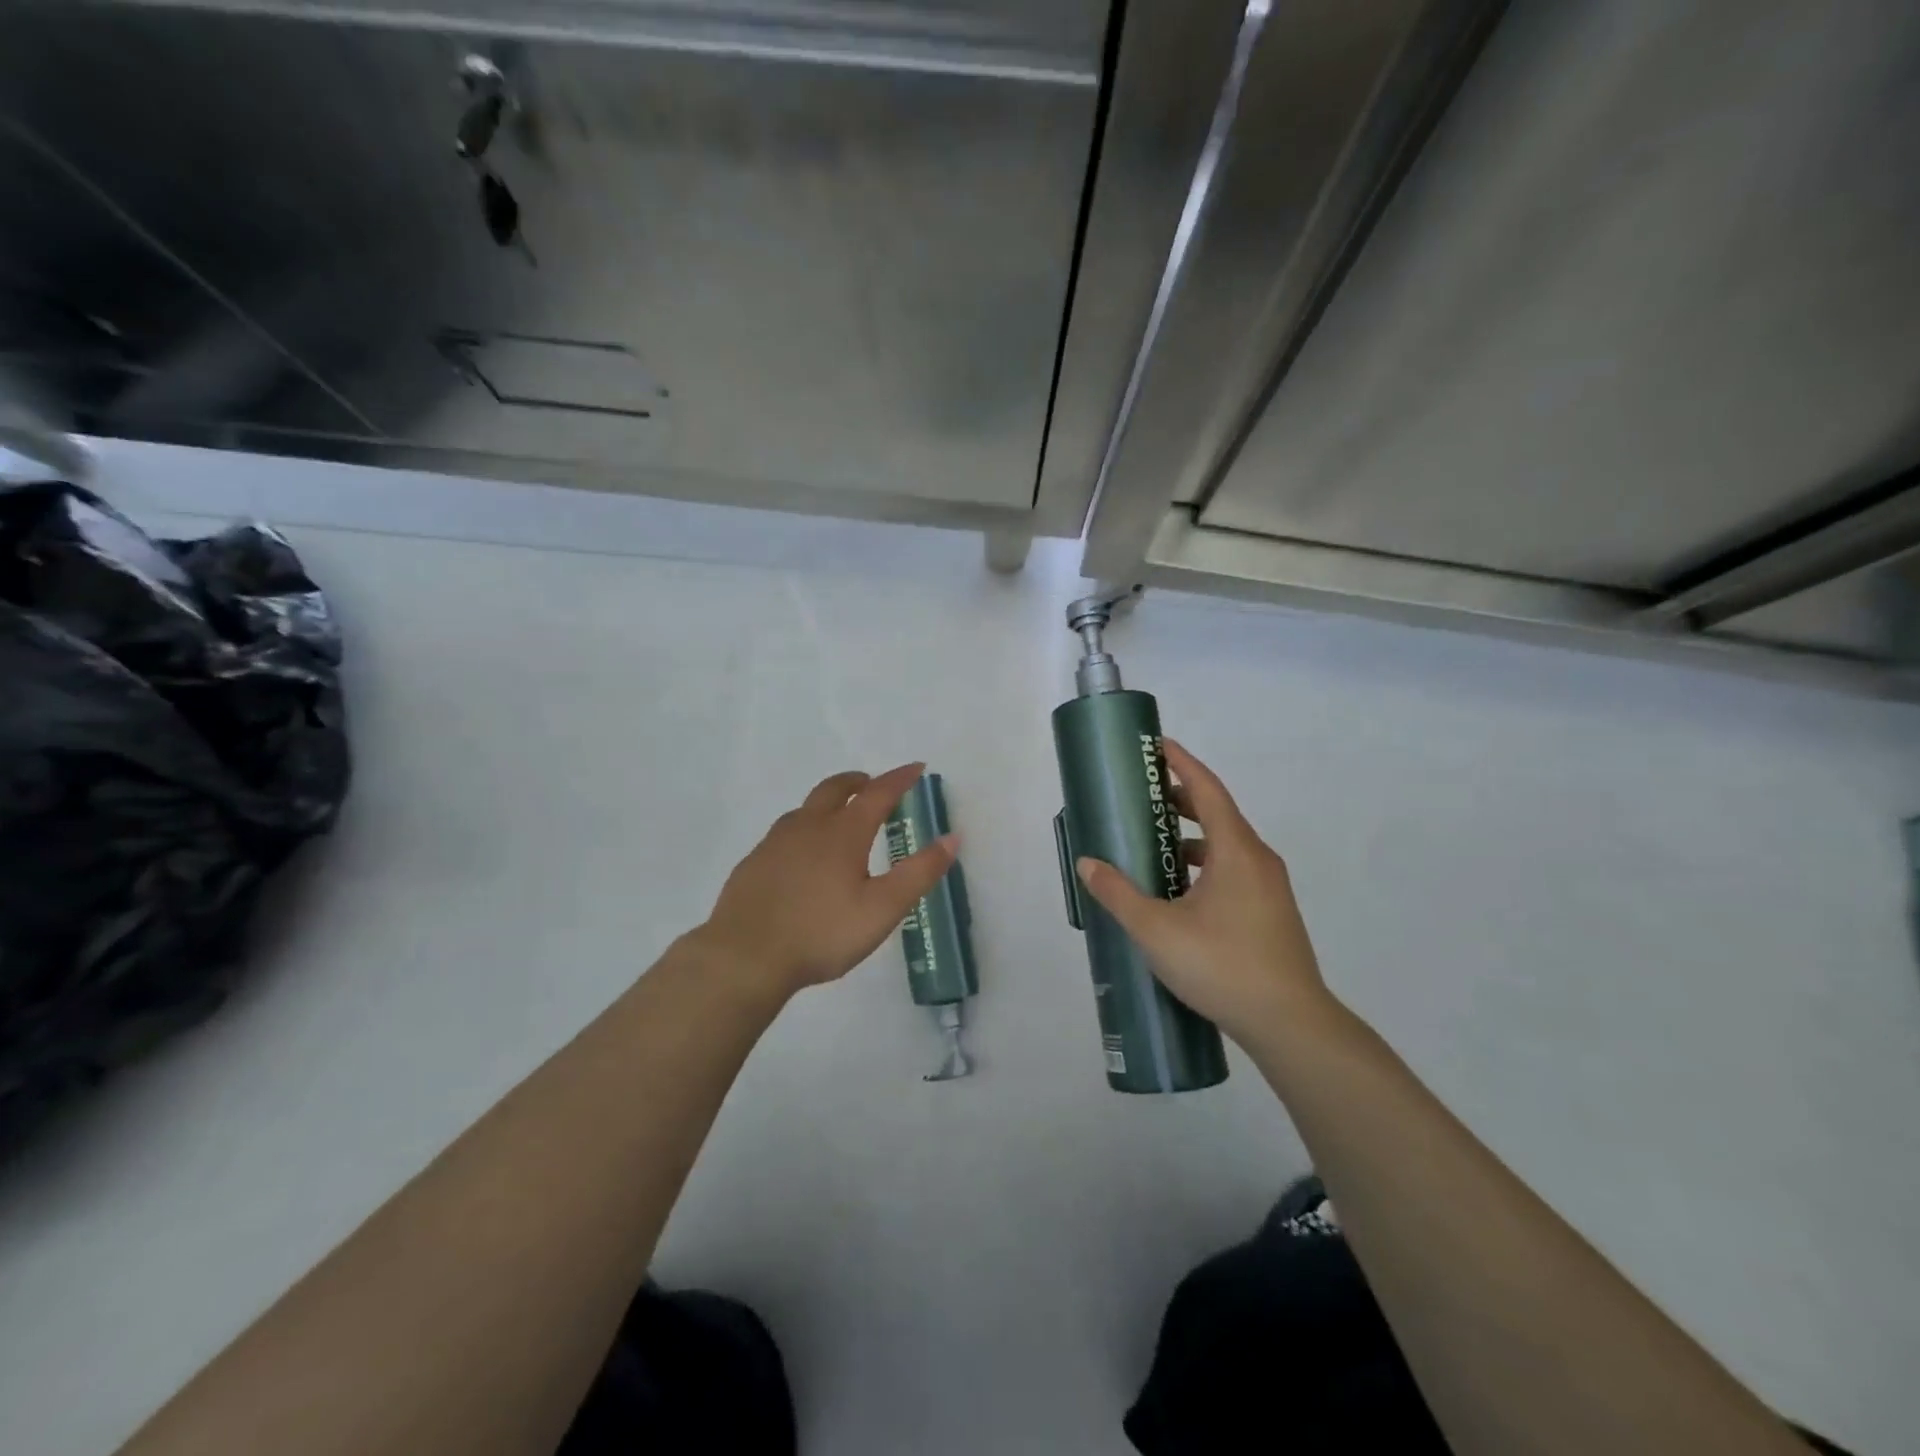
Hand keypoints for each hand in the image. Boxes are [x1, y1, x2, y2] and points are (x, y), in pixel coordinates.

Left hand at [696, 763, 957, 998]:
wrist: (745, 957)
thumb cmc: (821, 933)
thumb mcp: (882, 909)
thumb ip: (919, 873)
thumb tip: (952, 838)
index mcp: (843, 833)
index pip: (879, 793)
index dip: (900, 778)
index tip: (917, 767)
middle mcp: (808, 827)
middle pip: (834, 789)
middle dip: (857, 781)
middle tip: (871, 784)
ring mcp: (775, 843)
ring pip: (805, 809)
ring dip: (827, 803)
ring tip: (838, 819)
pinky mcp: (753, 863)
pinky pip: (783, 834)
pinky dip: (803, 830)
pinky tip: (801, 858)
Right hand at [1074, 739, 1329, 1045]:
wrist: (1290, 1024)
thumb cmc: (1222, 966)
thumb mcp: (1157, 930)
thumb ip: (1118, 894)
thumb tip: (1087, 863)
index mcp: (1236, 851)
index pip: (1207, 790)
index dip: (1182, 763)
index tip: (1157, 745)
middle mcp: (1258, 860)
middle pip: (1218, 813)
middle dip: (1181, 798)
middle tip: (1143, 796)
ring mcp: (1269, 887)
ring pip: (1227, 845)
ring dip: (1192, 835)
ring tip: (1155, 844)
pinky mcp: (1271, 911)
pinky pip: (1234, 869)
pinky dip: (1205, 864)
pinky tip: (1180, 891)